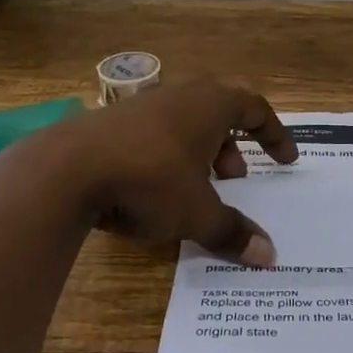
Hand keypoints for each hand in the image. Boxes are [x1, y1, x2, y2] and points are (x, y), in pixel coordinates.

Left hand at [17, 79, 297, 264]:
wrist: (65, 169)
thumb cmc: (148, 181)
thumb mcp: (196, 213)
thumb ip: (232, 232)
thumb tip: (269, 256)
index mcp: (209, 105)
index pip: (254, 107)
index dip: (274, 133)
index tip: (286, 159)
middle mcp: (180, 95)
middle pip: (220, 109)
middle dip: (234, 144)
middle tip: (237, 177)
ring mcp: (143, 105)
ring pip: (186, 121)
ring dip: (201, 151)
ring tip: (198, 188)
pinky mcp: (112, 121)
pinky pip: (156, 132)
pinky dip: (170, 154)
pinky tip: (155, 188)